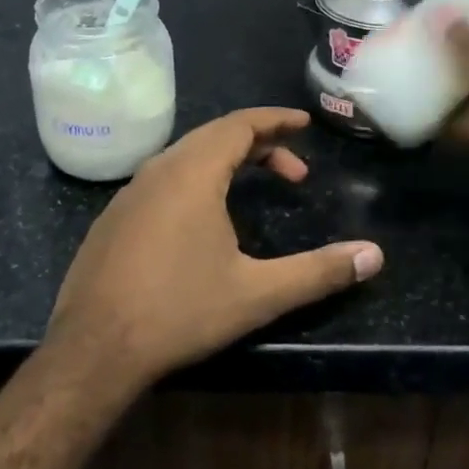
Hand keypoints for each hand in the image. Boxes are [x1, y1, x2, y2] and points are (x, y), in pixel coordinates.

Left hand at [43, 108, 382, 391]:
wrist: (93, 349)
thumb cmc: (179, 311)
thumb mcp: (257, 294)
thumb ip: (318, 272)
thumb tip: (375, 256)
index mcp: (193, 173)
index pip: (240, 125)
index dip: (275, 120)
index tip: (304, 123)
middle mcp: (159, 169)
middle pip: (214, 136)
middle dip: (259, 143)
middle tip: (294, 168)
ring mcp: (130, 192)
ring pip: (186, 156)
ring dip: (225, 161)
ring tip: (254, 186)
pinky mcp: (114, 217)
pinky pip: (163, 178)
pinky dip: (196, 178)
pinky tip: (204, 216)